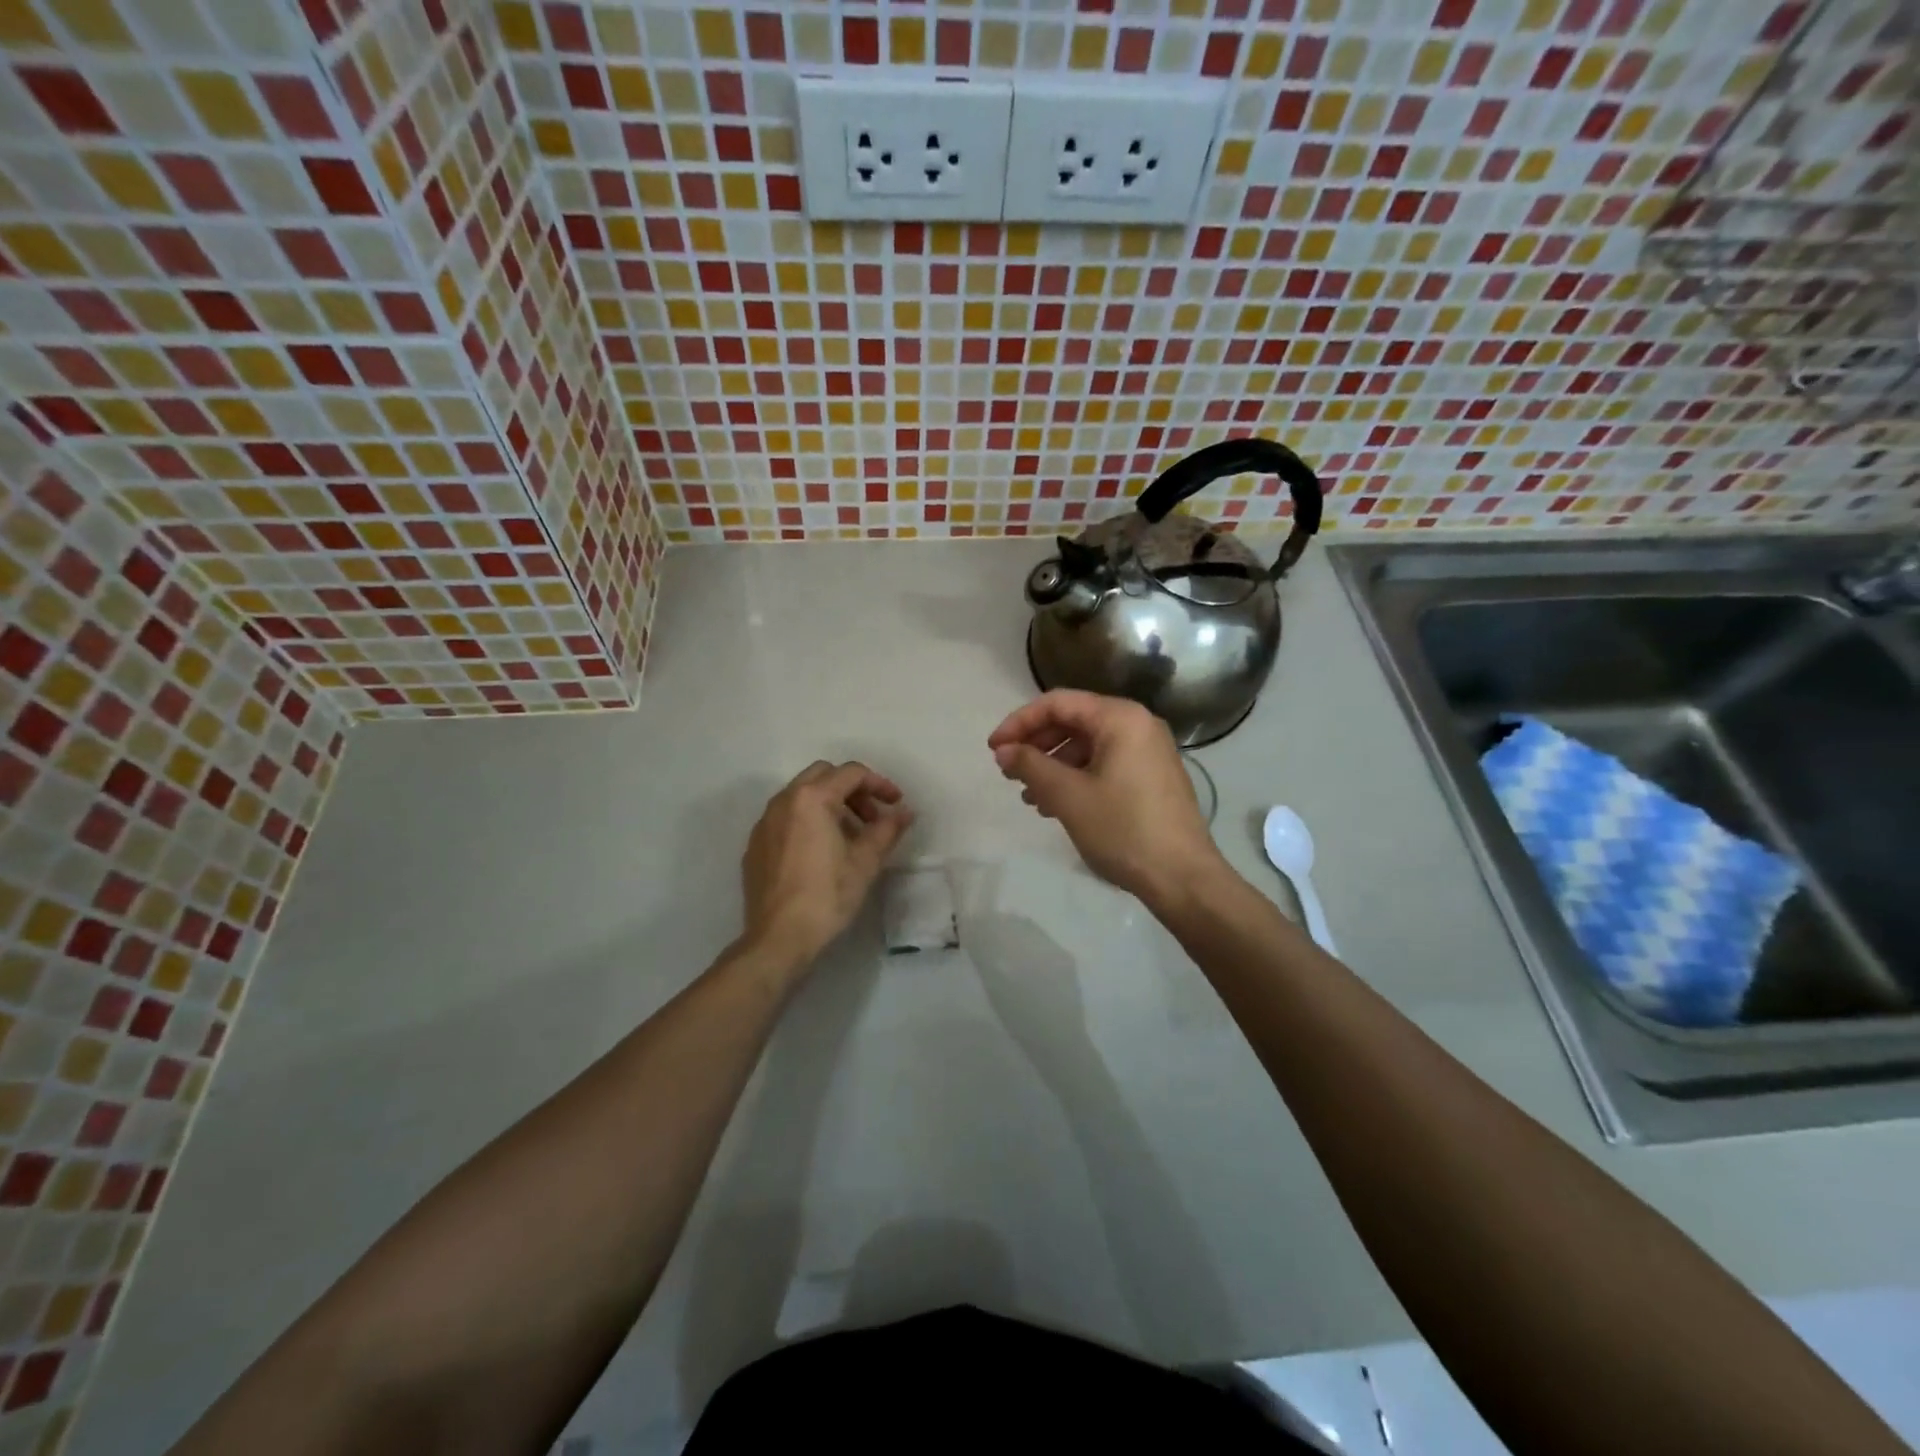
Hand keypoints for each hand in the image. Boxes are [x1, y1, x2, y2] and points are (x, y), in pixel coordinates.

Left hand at [740, 761, 913, 969]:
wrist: (779, 938)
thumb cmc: (827, 896)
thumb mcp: (865, 862)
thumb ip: (887, 829)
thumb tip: (904, 812)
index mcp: (811, 798)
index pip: (851, 773)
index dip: (879, 784)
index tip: (895, 804)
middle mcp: (783, 801)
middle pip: (823, 775)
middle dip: (852, 790)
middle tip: (872, 818)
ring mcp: (764, 822)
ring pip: (802, 795)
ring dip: (830, 804)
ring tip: (850, 837)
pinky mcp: (755, 845)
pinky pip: (786, 818)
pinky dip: (808, 821)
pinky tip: (821, 852)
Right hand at [987, 690, 1224, 907]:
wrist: (1183, 877)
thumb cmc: (1123, 829)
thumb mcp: (1068, 796)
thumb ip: (1031, 766)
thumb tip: (1003, 751)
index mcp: (1120, 718)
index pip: (1058, 703)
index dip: (1019, 722)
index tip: (993, 749)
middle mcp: (1138, 724)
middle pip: (1074, 721)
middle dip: (1036, 744)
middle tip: (1008, 772)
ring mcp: (1148, 751)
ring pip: (1087, 746)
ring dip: (1053, 765)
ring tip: (1029, 796)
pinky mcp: (1151, 777)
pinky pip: (1105, 764)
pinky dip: (1076, 777)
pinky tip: (1056, 805)